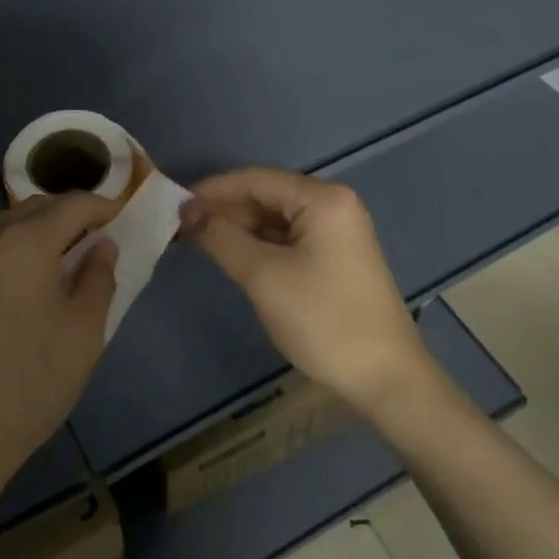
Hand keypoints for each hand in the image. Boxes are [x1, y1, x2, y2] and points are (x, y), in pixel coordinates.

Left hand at [0, 193, 118, 503]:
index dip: (102, 206)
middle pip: (33, 210)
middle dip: (66, 217)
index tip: (119, 218)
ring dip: (32, 237)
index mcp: (23, 243)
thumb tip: (101, 247)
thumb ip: (98, 279)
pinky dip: (3, 261)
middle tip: (90, 242)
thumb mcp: (83, 334)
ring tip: (52, 268)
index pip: (72, 203)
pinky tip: (12, 298)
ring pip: (1, 232)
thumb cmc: (30, 384)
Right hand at [179, 168, 425, 415]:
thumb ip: (221, 237)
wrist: (385, 378)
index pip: (254, 179)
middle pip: (265, 195)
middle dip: (223, 210)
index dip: (211, 191)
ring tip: (197, 243)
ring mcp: (337, 231)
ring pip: (275, 218)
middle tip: (180, 230)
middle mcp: (332, 204)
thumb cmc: (323, 320)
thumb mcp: (263, 276)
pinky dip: (258, 245)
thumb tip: (186, 210)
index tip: (172, 208)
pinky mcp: (335, 256)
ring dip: (238, 228)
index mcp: (322, 199)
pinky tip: (232, 256)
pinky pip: (288, 238)